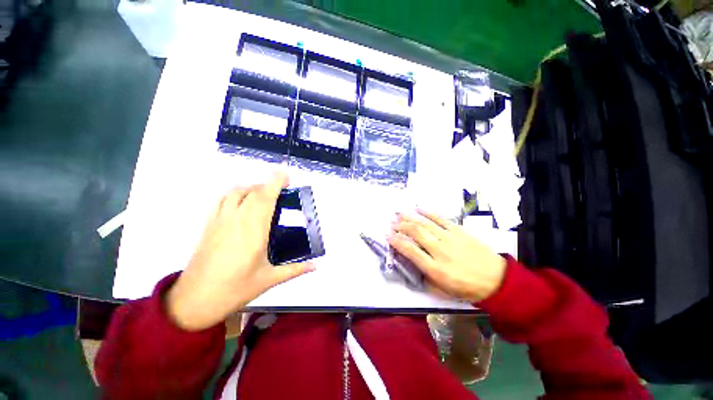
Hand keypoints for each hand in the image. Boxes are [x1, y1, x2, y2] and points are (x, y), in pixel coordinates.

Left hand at [166, 172, 314, 330]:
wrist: (193, 301)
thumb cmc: (234, 290)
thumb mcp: (268, 280)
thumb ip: (294, 270)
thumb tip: (315, 266)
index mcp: (254, 232)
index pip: (265, 199)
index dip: (275, 183)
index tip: (286, 174)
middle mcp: (236, 221)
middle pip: (252, 192)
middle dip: (268, 183)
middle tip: (283, 186)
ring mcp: (219, 221)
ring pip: (235, 192)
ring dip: (252, 186)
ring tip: (264, 193)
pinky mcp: (209, 225)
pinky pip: (222, 199)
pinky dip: (235, 193)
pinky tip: (242, 200)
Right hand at [388, 210, 505, 301]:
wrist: (497, 280)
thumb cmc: (467, 288)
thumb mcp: (442, 291)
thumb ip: (424, 277)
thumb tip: (412, 263)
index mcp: (435, 268)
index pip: (410, 250)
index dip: (396, 242)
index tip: (387, 236)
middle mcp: (439, 250)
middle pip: (415, 233)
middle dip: (400, 226)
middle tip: (391, 223)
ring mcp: (450, 238)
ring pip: (425, 223)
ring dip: (410, 217)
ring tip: (400, 214)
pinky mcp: (459, 231)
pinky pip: (440, 218)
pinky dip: (428, 212)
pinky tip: (419, 208)